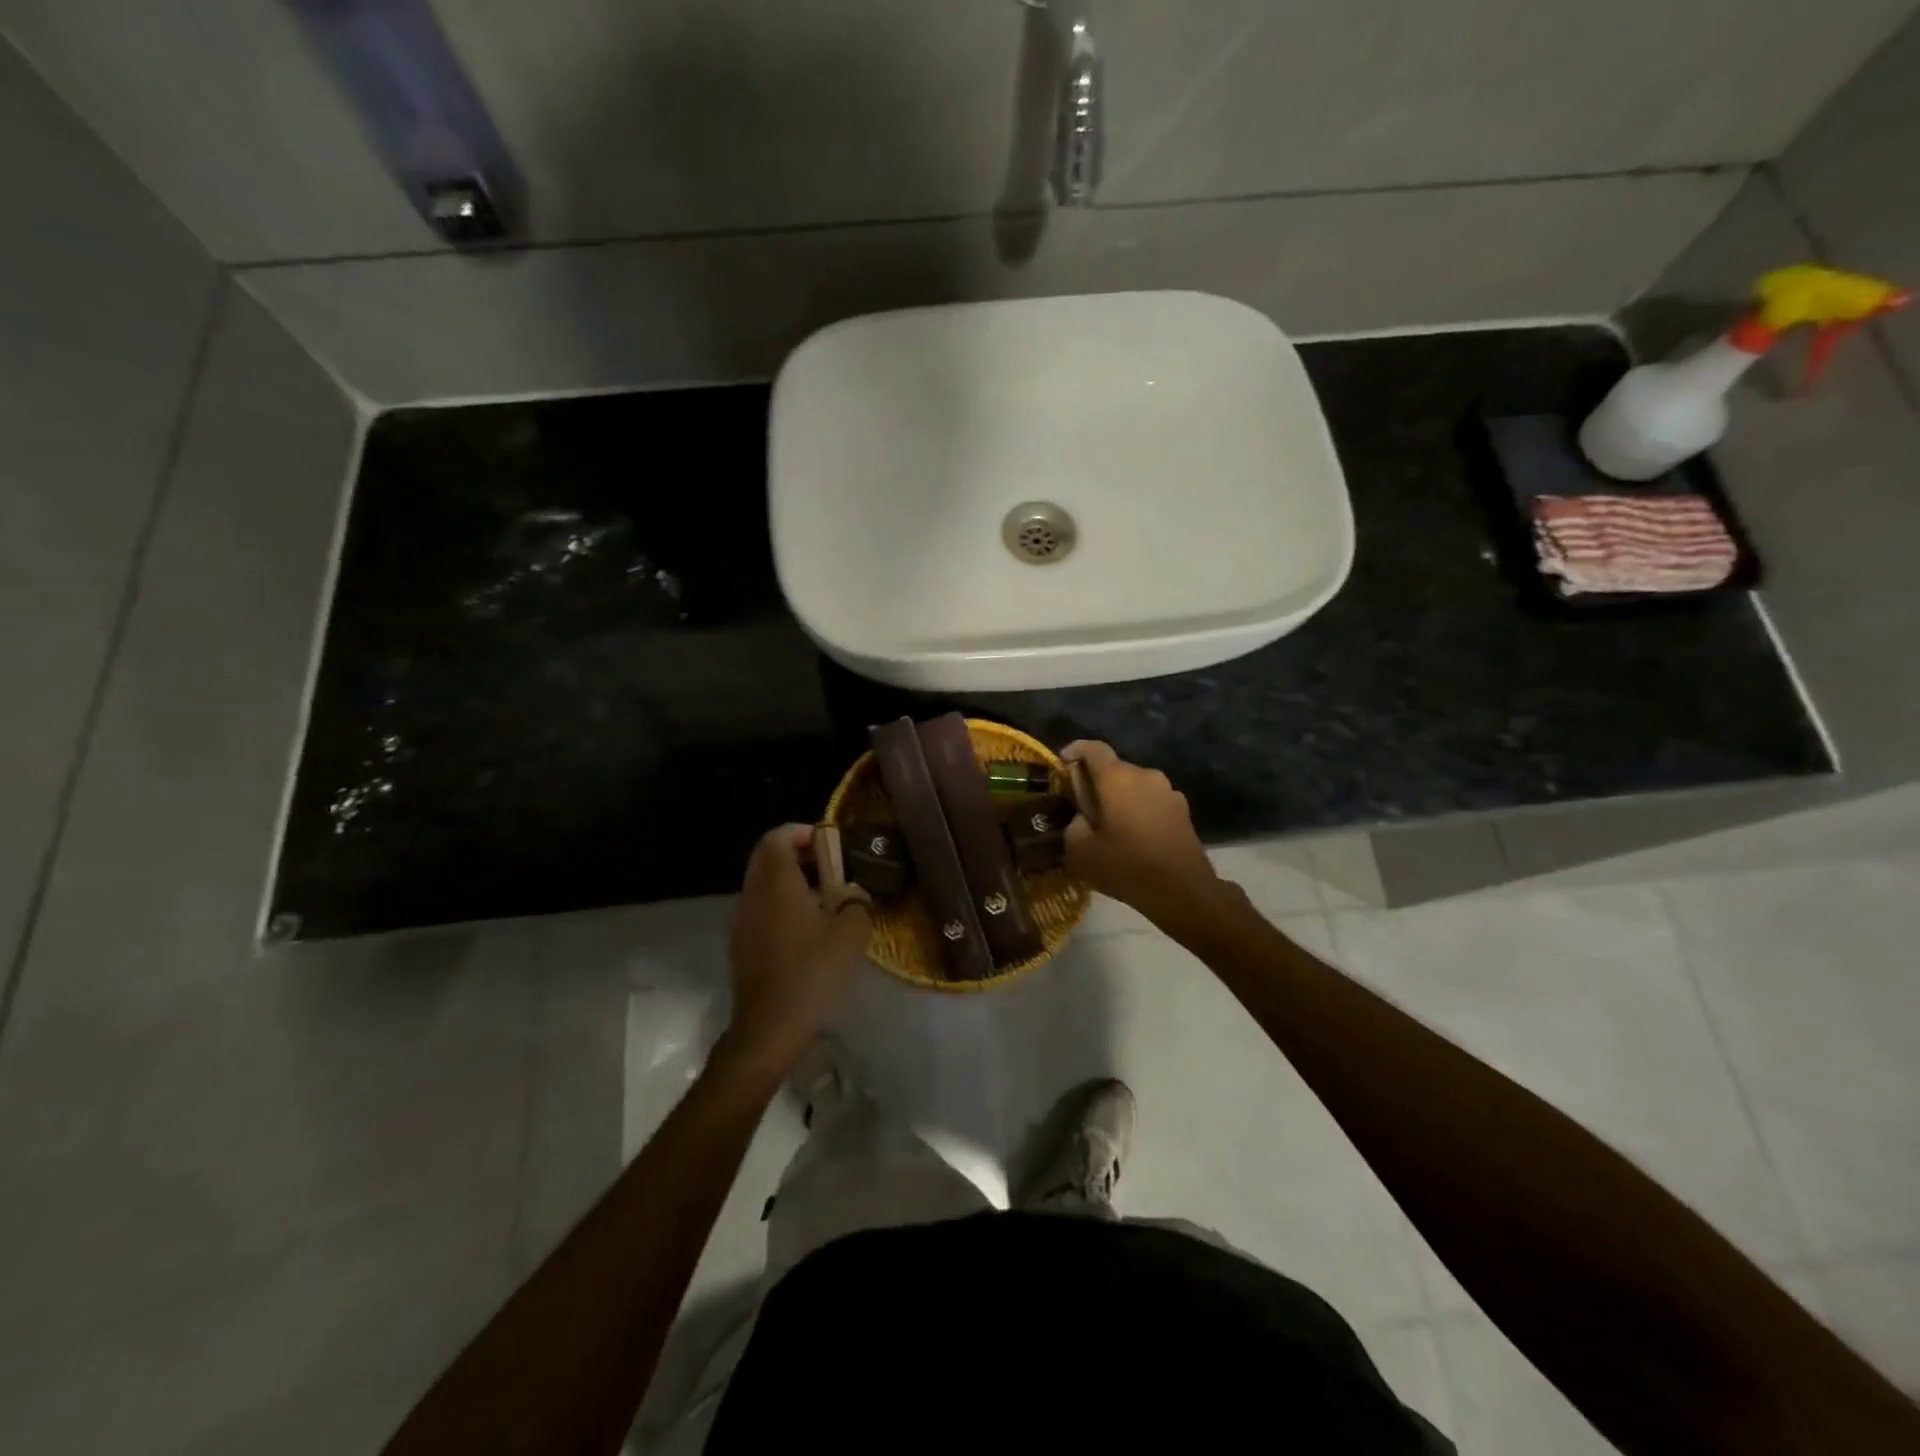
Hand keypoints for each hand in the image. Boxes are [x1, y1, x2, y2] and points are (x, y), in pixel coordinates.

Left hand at [722, 825, 872, 1078]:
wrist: (769, 1027)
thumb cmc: (812, 972)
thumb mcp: (851, 933)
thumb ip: (857, 901)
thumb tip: (854, 895)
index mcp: (776, 882)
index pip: (778, 836)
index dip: (803, 832)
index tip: (830, 844)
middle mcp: (752, 893)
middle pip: (767, 856)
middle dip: (797, 853)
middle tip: (829, 866)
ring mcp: (741, 920)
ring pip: (762, 883)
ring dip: (789, 880)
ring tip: (823, 898)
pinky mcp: (740, 944)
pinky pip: (759, 907)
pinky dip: (780, 904)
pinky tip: (806, 928)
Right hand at [1061, 742, 1222, 925]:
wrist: (1183, 892)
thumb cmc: (1126, 867)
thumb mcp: (1079, 851)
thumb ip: (1073, 825)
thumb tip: (1083, 818)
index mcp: (1117, 778)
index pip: (1093, 748)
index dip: (1075, 751)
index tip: (1063, 764)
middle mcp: (1145, 775)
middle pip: (1114, 770)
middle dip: (1096, 784)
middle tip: (1083, 810)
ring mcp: (1168, 791)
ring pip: (1134, 787)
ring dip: (1119, 800)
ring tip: (1110, 829)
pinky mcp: (1182, 810)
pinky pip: (1151, 802)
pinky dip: (1138, 812)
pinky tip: (1134, 840)